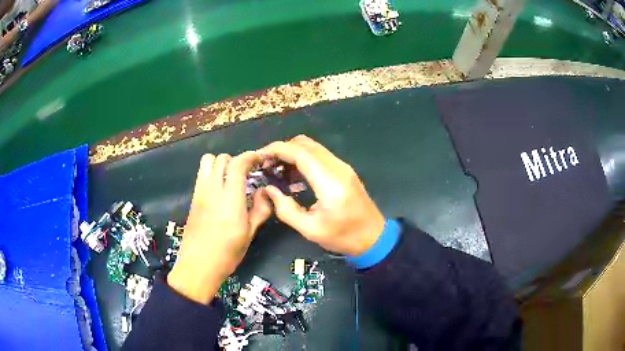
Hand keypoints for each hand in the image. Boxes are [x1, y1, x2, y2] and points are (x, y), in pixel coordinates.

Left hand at [168, 152, 271, 303]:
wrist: (198, 266)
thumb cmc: (227, 254)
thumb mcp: (249, 234)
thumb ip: (260, 209)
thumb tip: (265, 192)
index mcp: (230, 200)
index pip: (237, 165)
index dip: (250, 157)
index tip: (259, 160)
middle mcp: (213, 191)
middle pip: (222, 159)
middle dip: (236, 160)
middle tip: (246, 173)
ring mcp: (200, 193)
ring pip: (208, 161)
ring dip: (221, 163)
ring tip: (230, 178)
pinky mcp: (193, 198)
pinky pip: (201, 174)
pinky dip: (211, 172)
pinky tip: (219, 188)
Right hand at [258, 135, 384, 255]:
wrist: (374, 237)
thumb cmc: (343, 237)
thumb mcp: (310, 229)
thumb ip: (286, 209)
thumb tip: (268, 189)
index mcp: (329, 182)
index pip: (300, 153)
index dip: (277, 149)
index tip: (260, 156)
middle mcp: (337, 167)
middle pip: (306, 144)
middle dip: (283, 149)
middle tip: (266, 165)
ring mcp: (343, 167)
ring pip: (313, 147)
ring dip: (293, 153)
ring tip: (276, 170)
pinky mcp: (344, 170)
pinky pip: (320, 156)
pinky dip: (303, 159)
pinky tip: (293, 175)